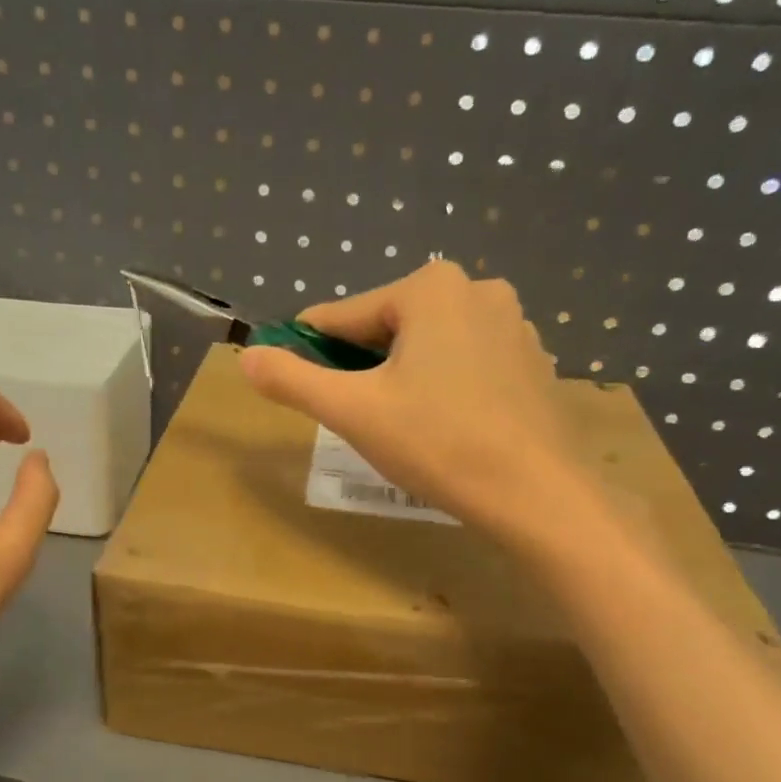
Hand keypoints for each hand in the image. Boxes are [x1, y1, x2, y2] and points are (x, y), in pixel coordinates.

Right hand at [239, 261, 589, 542]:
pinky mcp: (532, 362)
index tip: (296, 383)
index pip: (344, 317)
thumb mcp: (352, 412)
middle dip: (364, 369)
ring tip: (400, 429)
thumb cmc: (437, 443)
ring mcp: (513, 324)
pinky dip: (443, 388)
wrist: (535, 493)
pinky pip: (466, 365)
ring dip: (403, 379)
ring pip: (428, 347)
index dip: (312, 353)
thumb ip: (293, 380)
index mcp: (429, 287)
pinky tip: (444, 429)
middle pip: (388, 329)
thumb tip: (245, 357)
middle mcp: (476, 289)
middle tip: (358, 419)